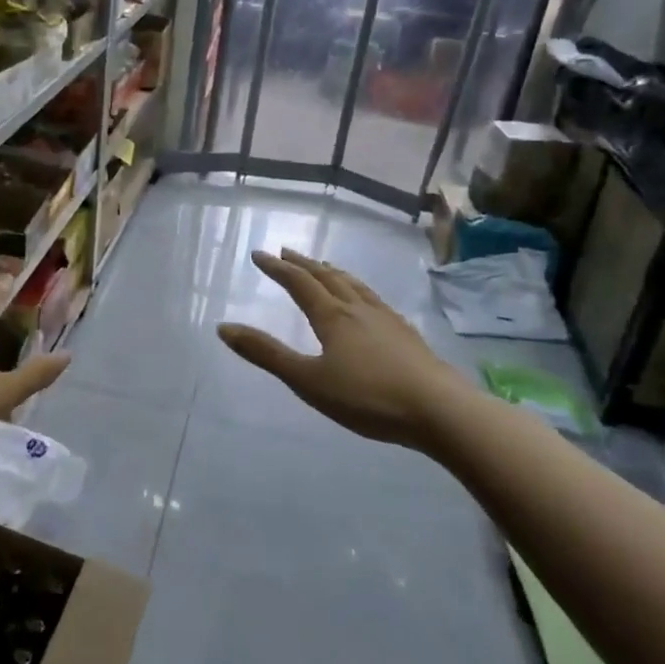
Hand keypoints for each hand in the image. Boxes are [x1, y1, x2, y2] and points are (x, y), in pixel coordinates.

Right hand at [218, 248, 464, 448]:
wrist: (440, 411)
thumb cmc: (368, 397)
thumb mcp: (308, 380)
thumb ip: (266, 354)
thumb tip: (223, 328)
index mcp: (332, 316)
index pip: (299, 283)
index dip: (277, 268)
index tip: (259, 254)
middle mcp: (358, 309)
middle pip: (327, 277)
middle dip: (303, 264)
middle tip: (286, 252)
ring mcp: (386, 319)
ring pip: (354, 285)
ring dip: (333, 272)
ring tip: (324, 266)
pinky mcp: (406, 335)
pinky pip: (374, 299)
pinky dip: (359, 289)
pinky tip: (367, 301)